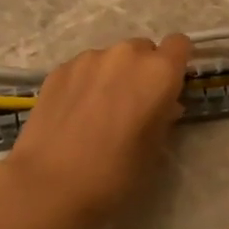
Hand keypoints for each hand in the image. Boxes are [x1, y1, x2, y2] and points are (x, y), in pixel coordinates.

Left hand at [4, 35, 191, 223]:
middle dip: (143, 71)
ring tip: (99, 111)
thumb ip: (163, 118)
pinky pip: (84, 68)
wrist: (49, 184)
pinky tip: (74, 113)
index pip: (179, 45)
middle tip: (133, 105)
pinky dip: (85, 82)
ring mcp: (88, 59)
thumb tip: (162, 105)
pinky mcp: (59, 69)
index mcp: (158, 72)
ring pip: (111, 58)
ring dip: (113, 75)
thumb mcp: (154, 150)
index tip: (169, 86)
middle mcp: (126, 55)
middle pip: (143, 49)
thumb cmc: (115, 173)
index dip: (176, 63)